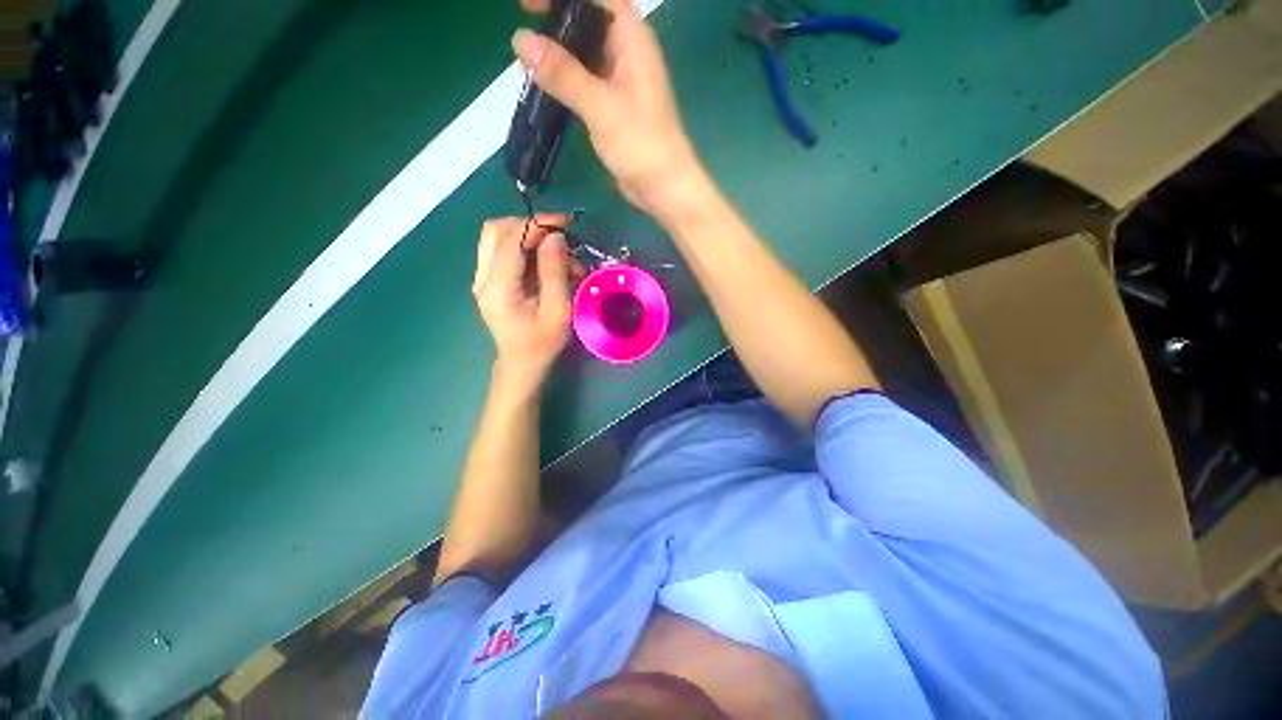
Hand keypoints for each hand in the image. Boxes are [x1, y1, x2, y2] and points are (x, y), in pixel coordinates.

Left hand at [472, 216, 580, 392]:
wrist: (522, 364)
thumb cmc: (543, 342)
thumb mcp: (558, 309)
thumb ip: (554, 271)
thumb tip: (555, 236)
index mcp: (498, 287)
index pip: (510, 239)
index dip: (537, 224)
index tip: (565, 223)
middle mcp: (483, 277)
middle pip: (496, 230)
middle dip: (529, 225)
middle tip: (559, 235)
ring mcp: (482, 278)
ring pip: (497, 237)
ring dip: (527, 236)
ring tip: (557, 253)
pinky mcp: (489, 280)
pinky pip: (502, 251)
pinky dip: (524, 248)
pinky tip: (546, 263)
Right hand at [512, 0, 709, 222]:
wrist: (663, 186)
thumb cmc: (640, 143)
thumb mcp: (600, 106)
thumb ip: (563, 74)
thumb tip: (520, 40)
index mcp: (632, 38)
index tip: (529, 5)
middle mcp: (627, 52)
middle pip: (588, 20)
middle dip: (556, 21)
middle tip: (523, 37)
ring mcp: (621, 80)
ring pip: (585, 52)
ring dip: (559, 54)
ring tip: (527, 60)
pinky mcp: (614, 105)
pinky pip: (586, 80)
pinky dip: (566, 79)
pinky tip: (546, 86)